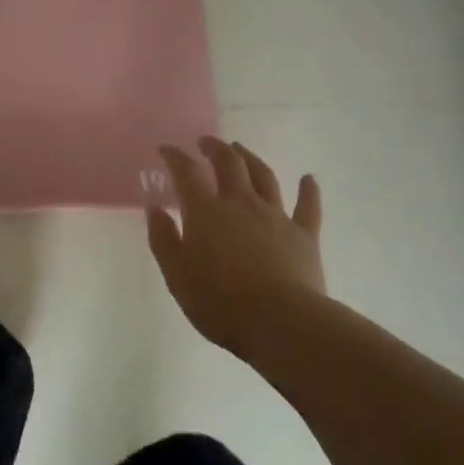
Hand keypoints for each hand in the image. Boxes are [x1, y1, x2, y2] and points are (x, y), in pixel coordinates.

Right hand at [146, 137, 324, 354]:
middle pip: (229, 163)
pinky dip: (308, 190)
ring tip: (241, 150)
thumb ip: (163, 239)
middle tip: (205, 142)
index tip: (166, 149)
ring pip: (264, 176)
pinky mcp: (304, 235)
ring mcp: (276, 216)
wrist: (281, 322)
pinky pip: (307, 206)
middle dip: (215, 148)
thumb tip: (154, 207)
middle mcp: (241, 203)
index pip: (187, 173)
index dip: (175, 157)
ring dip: (250, 158)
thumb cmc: (220, 302)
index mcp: (206, 212)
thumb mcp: (177, 275)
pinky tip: (309, 179)